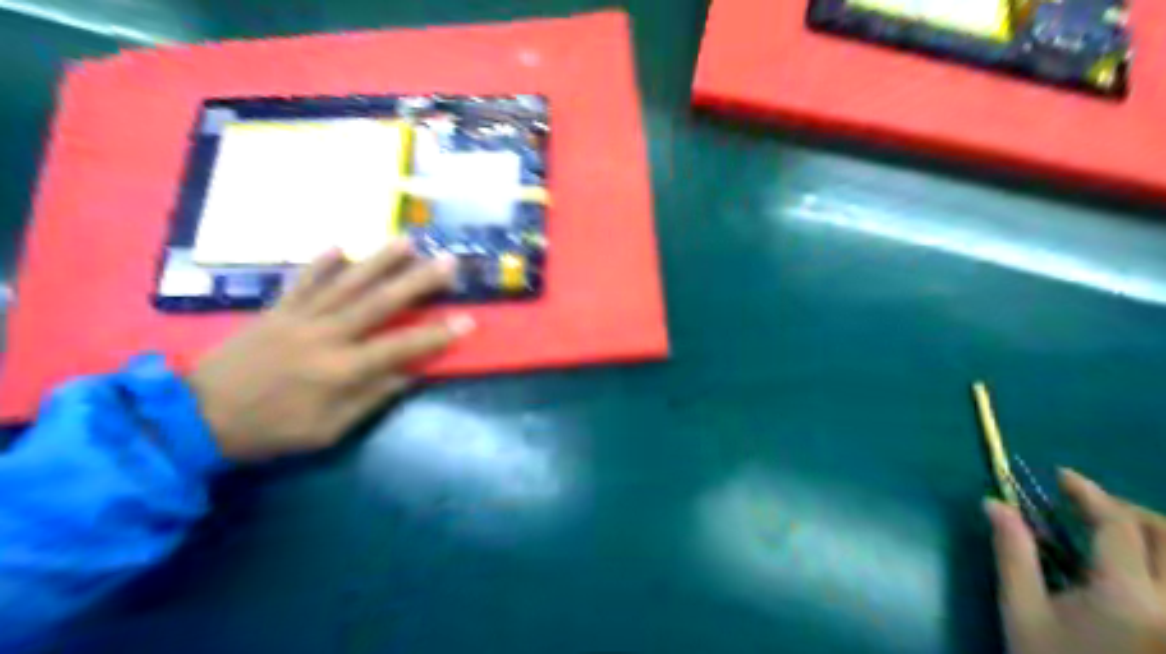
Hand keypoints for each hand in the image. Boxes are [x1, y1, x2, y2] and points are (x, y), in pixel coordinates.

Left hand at [186, 242, 473, 462]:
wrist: (196, 417)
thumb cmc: (271, 431)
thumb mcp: (328, 430)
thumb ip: (371, 399)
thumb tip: (409, 375)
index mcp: (342, 370)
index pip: (401, 347)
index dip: (437, 335)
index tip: (468, 321)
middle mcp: (326, 335)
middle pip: (380, 302)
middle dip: (419, 281)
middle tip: (448, 262)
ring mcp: (299, 318)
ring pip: (346, 283)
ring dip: (379, 260)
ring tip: (407, 241)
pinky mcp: (276, 310)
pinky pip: (302, 281)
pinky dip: (321, 263)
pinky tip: (340, 245)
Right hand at [986, 469, 1165, 653]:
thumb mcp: (1022, 610)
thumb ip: (1013, 552)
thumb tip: (994, 502)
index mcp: (1127, 597)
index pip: (1117, 526)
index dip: (1089, 493)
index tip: (1062, 475)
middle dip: (1127, 508)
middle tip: (1086, 503)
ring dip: (1155, 533)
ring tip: (1117, 530)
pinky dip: (1165, 561)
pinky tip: (1143, 563)